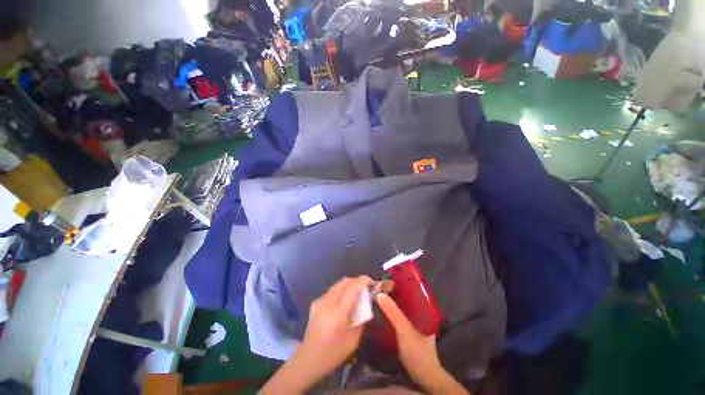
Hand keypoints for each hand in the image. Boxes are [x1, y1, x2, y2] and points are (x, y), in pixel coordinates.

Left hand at [299, 276, 372, 372]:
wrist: (308, 359)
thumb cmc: (333, 354)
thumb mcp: (353, 340)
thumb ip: (361, 319)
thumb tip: (365, 304)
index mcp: (337, 314)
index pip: (351, 288)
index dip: (362, 281)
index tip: (371, 281)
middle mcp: (327, 303)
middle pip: (344, 282)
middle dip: (356, 280)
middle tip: (365, 287)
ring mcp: (319, 301)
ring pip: (338, 284)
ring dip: (349, 285)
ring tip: (356, 293)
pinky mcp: (315, 302)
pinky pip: (332, 291)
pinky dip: (341, 290)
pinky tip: (344, 301)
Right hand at [376, 293, 469, 394]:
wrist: (424, 376)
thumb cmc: (418, 351)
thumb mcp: (405, 330)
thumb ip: (393, 313)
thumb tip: (379, 294)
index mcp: (424, 307)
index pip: (410, 288)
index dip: (398, 283)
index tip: (384, 281)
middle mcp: (419, 310)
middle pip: (404, 295)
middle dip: (391, 291)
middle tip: (377, 288)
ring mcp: (413, 319)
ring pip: (400, 304)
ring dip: (390, 300)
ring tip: (377, 295)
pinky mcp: (408, 327)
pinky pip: (398, 313)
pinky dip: (390, 309)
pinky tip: (382, 309)